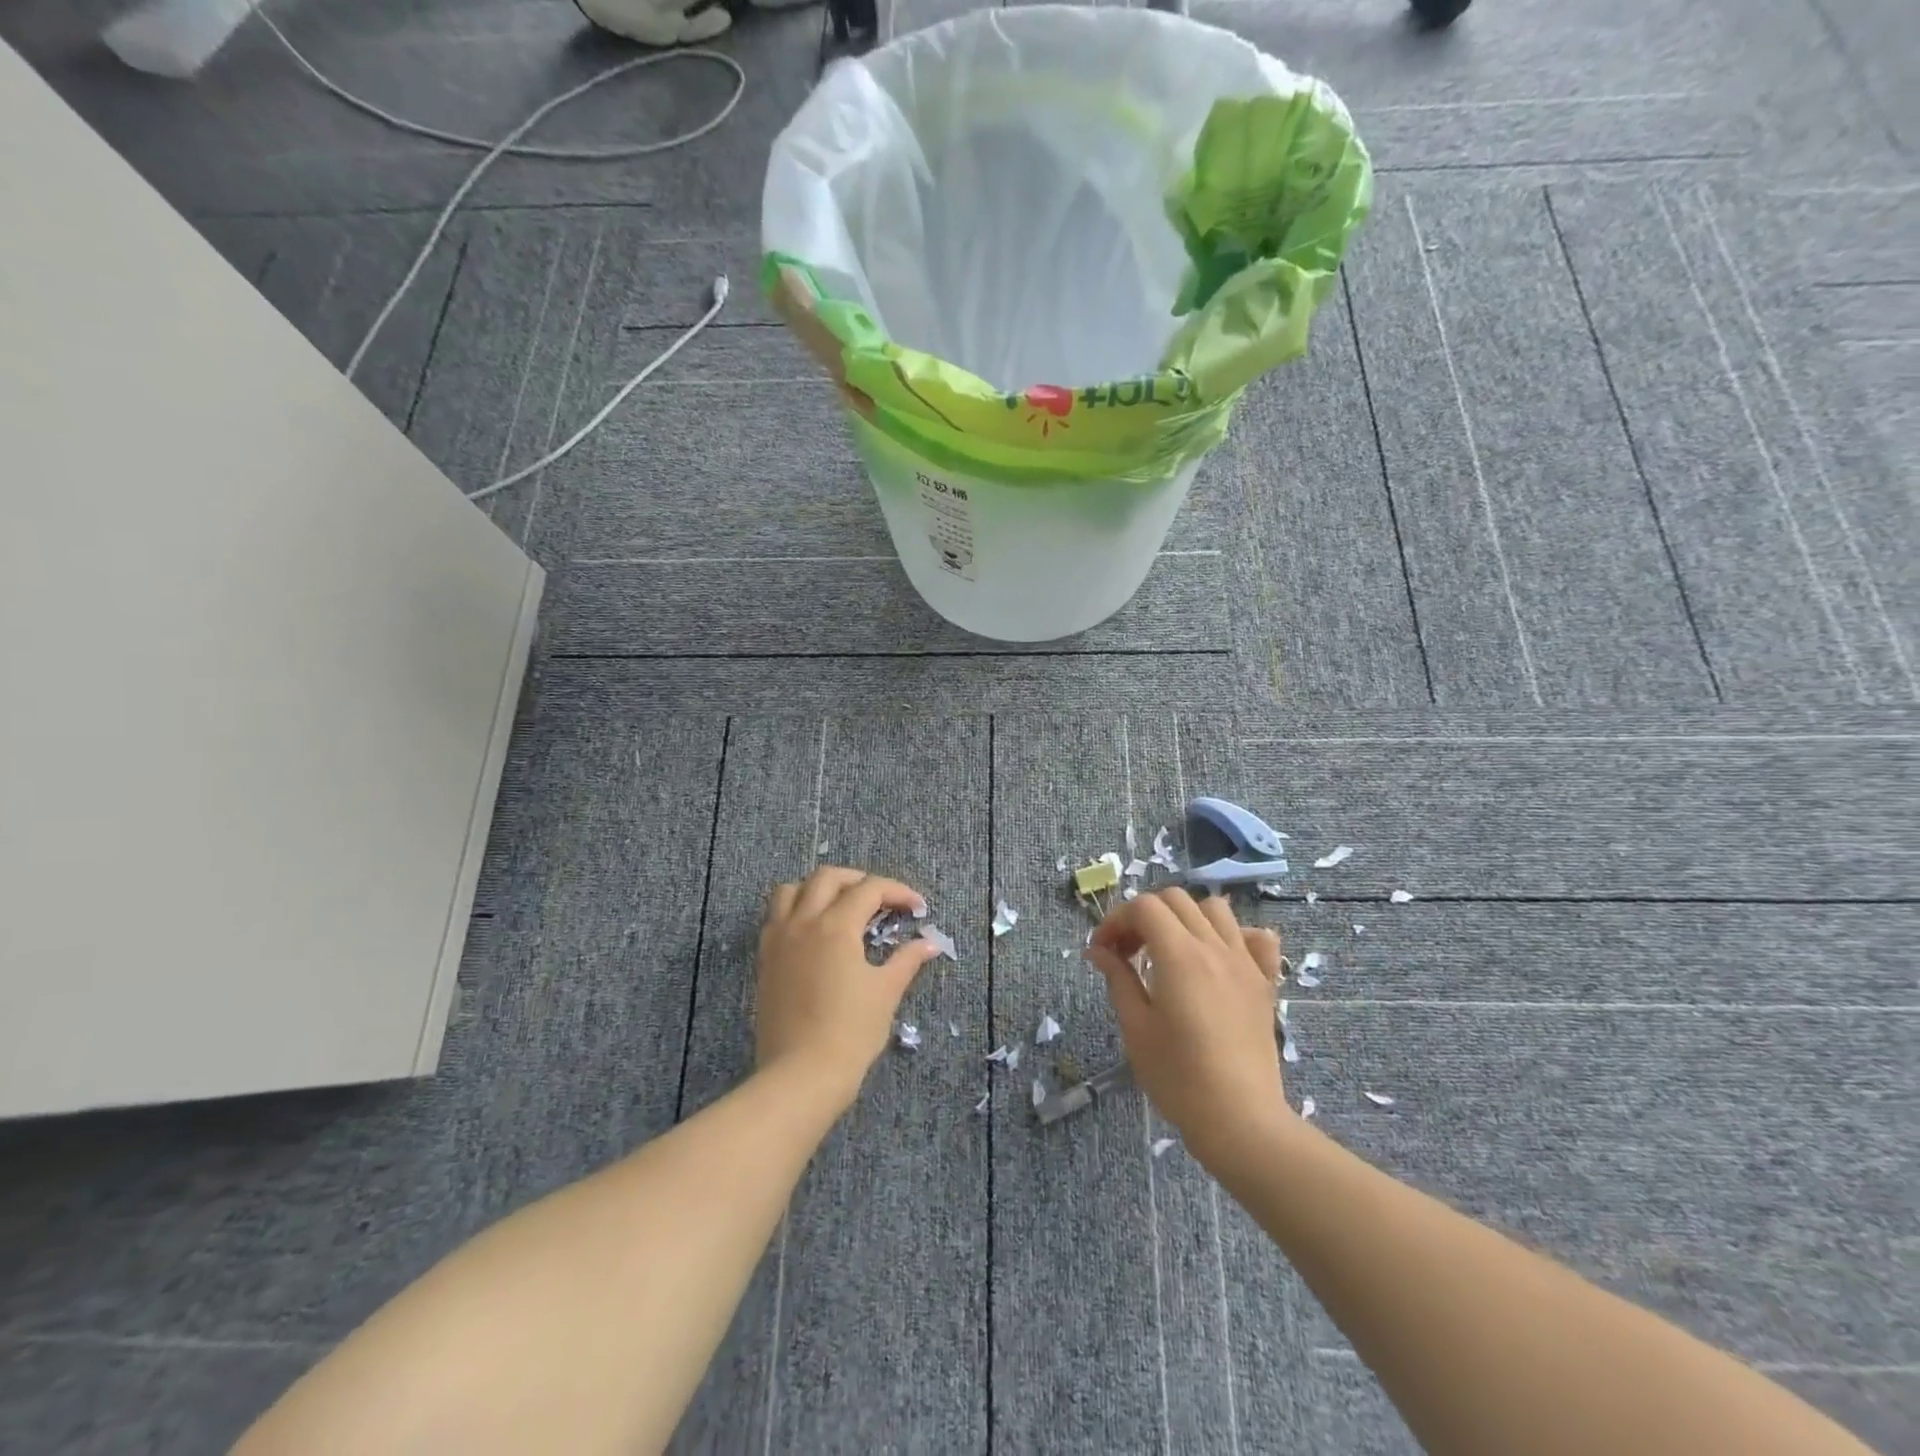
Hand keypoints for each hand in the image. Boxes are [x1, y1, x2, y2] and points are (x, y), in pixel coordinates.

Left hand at [755, 867, 939, 1108]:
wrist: (801, 1076)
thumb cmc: (850, 1033)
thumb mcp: (885, 993)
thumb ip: (906, 960)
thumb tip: (930, 943)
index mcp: (835, 927)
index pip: (869, 889)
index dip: (897, 891)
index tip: (917, 907)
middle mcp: (803, 923)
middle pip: (828, 877)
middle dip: (859, 880)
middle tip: (881, 900)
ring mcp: (779, 940)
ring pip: (793, 890)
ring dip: (819, 888)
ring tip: (841, 906)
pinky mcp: (765, 960)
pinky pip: (775, 917)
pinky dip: (796, 909)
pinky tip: (814, 931)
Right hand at [1085, 888, 1287, 1158]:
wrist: (1240, 1120)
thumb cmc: (1178, 1077)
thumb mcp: (1136, 1028)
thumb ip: (1118, 979)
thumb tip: (1098, 950)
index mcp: (1179, 956)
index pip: (1144, 907)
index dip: (1116, 920)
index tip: (1101, 950)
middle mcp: (1214, 948)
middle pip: (1175, 900)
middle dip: (1143, 916)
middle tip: (1128, 952)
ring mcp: (1244, 963)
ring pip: (1215, 909)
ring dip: (1186, 918)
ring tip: (1170, 950)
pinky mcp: (1264, 983)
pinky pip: (1256, 938)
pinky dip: (1235, 936)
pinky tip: (1218, 959)